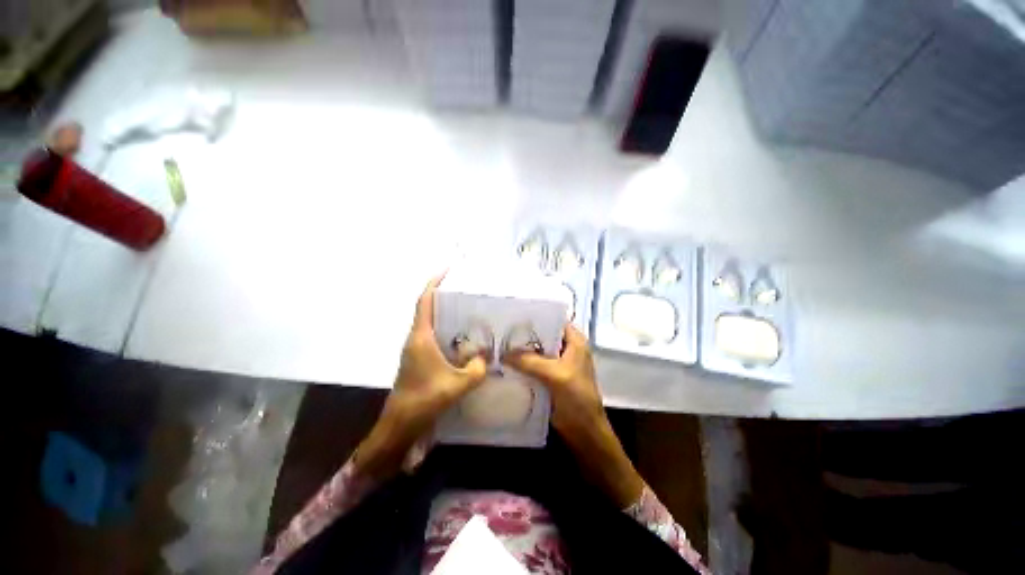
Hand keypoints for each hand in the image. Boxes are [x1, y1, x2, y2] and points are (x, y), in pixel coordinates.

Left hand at [355, 275, 486, 478]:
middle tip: (464, 291)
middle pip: (427, 309)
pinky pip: (432, 336)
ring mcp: (415, 349)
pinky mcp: (417, 359)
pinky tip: (461, 339)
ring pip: (429, 323)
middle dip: (443, 296)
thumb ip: (476, 368)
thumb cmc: (425, 400)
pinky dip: (445, 330)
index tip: (446, 271)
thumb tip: (484, 357)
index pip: (425, 302)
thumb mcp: (458, 384)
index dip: (434, 283)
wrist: (400, 424)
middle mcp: (415, 339)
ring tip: (466, 311)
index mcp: (421, 337)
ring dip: (444, 314)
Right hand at [503, 325, 643, 507]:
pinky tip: (505, 363)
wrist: (584, 432)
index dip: (536, 318)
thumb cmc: (577, 398)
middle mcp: (566, 348)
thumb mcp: (555, 375)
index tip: (514, 317)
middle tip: (501, 331)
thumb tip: (503, 353)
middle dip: (524, 335)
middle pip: (542, 336)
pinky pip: (533, 366)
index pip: (553, 321)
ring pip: (536, 351)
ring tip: (498, 344)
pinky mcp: (550, 377)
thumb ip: (530, 361)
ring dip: (521, 351)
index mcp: (575, 341)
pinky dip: (522, 365)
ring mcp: (557, 363)